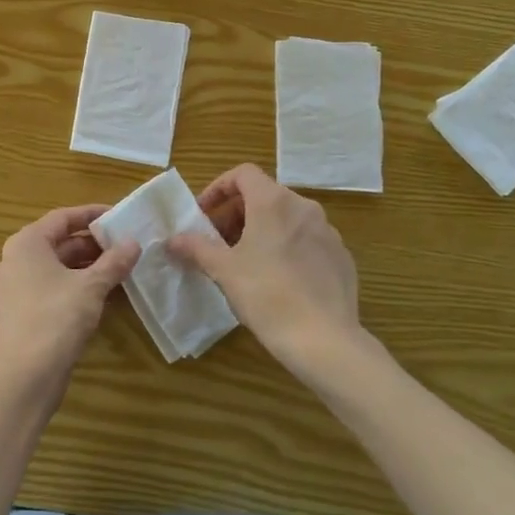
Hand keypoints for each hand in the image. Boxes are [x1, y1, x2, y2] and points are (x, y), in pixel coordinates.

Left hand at [0, 205, 140, 397]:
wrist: (25, 376)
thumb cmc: (56, 319)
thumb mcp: (91, 287)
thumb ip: (113, 262)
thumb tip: (134, 243)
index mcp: (27, 243)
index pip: (63, 217)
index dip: (92, 214)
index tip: (119, 216)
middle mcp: (15, 260)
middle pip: (59, 242)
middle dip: (93, 244)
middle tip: (126, 246)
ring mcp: (14, 287)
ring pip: (56, 267)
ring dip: (87, 267)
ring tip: (120, 269)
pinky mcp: (20, 312)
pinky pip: (51, 288)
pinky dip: (75, 286)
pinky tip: (102, 295)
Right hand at [168, 164, 385, 381]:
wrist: (324, 340)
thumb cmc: (267, 295)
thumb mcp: (223, 270)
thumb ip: (196, 247)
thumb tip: (173, 239)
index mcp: (274, 202)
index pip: (243, 174)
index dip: (219, 188)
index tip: (204, 215)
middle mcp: (304, 208)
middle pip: (264, 195)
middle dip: (236, 214)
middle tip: (218, 243)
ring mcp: (328, 232)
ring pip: (287, 218)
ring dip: (261, 231)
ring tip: (245, 263)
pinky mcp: (341, 257)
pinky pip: (307, 241)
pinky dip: (286, 248)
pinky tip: (278, 280)